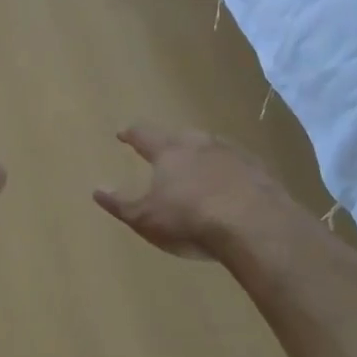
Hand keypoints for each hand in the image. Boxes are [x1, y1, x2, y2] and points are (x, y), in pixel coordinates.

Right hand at [93, 124, 307, 260]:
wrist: (255, 224)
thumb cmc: (190, 219)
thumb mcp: (146, 218)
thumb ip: (120, 204)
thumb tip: (96, 189)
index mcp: (169, 151)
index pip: (144, 135)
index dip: (132, 134)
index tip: (123, 133)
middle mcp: (200, 144)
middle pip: (181, 136)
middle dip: (171, 141)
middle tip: (164, 148)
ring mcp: (233, 154)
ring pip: (212, 147)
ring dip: (203, 154)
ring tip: (198, 166)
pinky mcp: (259, 170)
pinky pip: (238, 165)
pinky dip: (230, 171)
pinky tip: (232, 185)